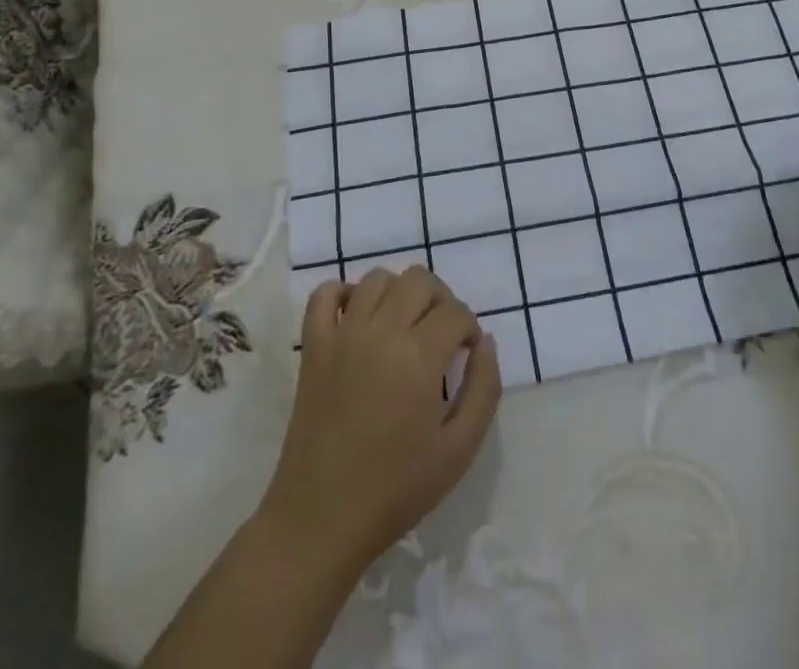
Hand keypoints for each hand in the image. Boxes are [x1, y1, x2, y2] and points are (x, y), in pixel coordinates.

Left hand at [257, 265, 502, 577]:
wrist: (321, 520)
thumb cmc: (396, 490)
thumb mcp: (459, 451)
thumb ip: (483, 389)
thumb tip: (485, 342)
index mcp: (419, 356)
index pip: (455, 312)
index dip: (469, 328)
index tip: (467, 353)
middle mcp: (381, 331)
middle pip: (418, 280)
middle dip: (440, 300)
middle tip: (441, 335)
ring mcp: (342, 335)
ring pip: (377, 278)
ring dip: (398, 293)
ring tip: (404, 326)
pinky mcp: (313, 346)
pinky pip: (324, 294)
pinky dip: (343, 294)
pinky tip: (358, 317)